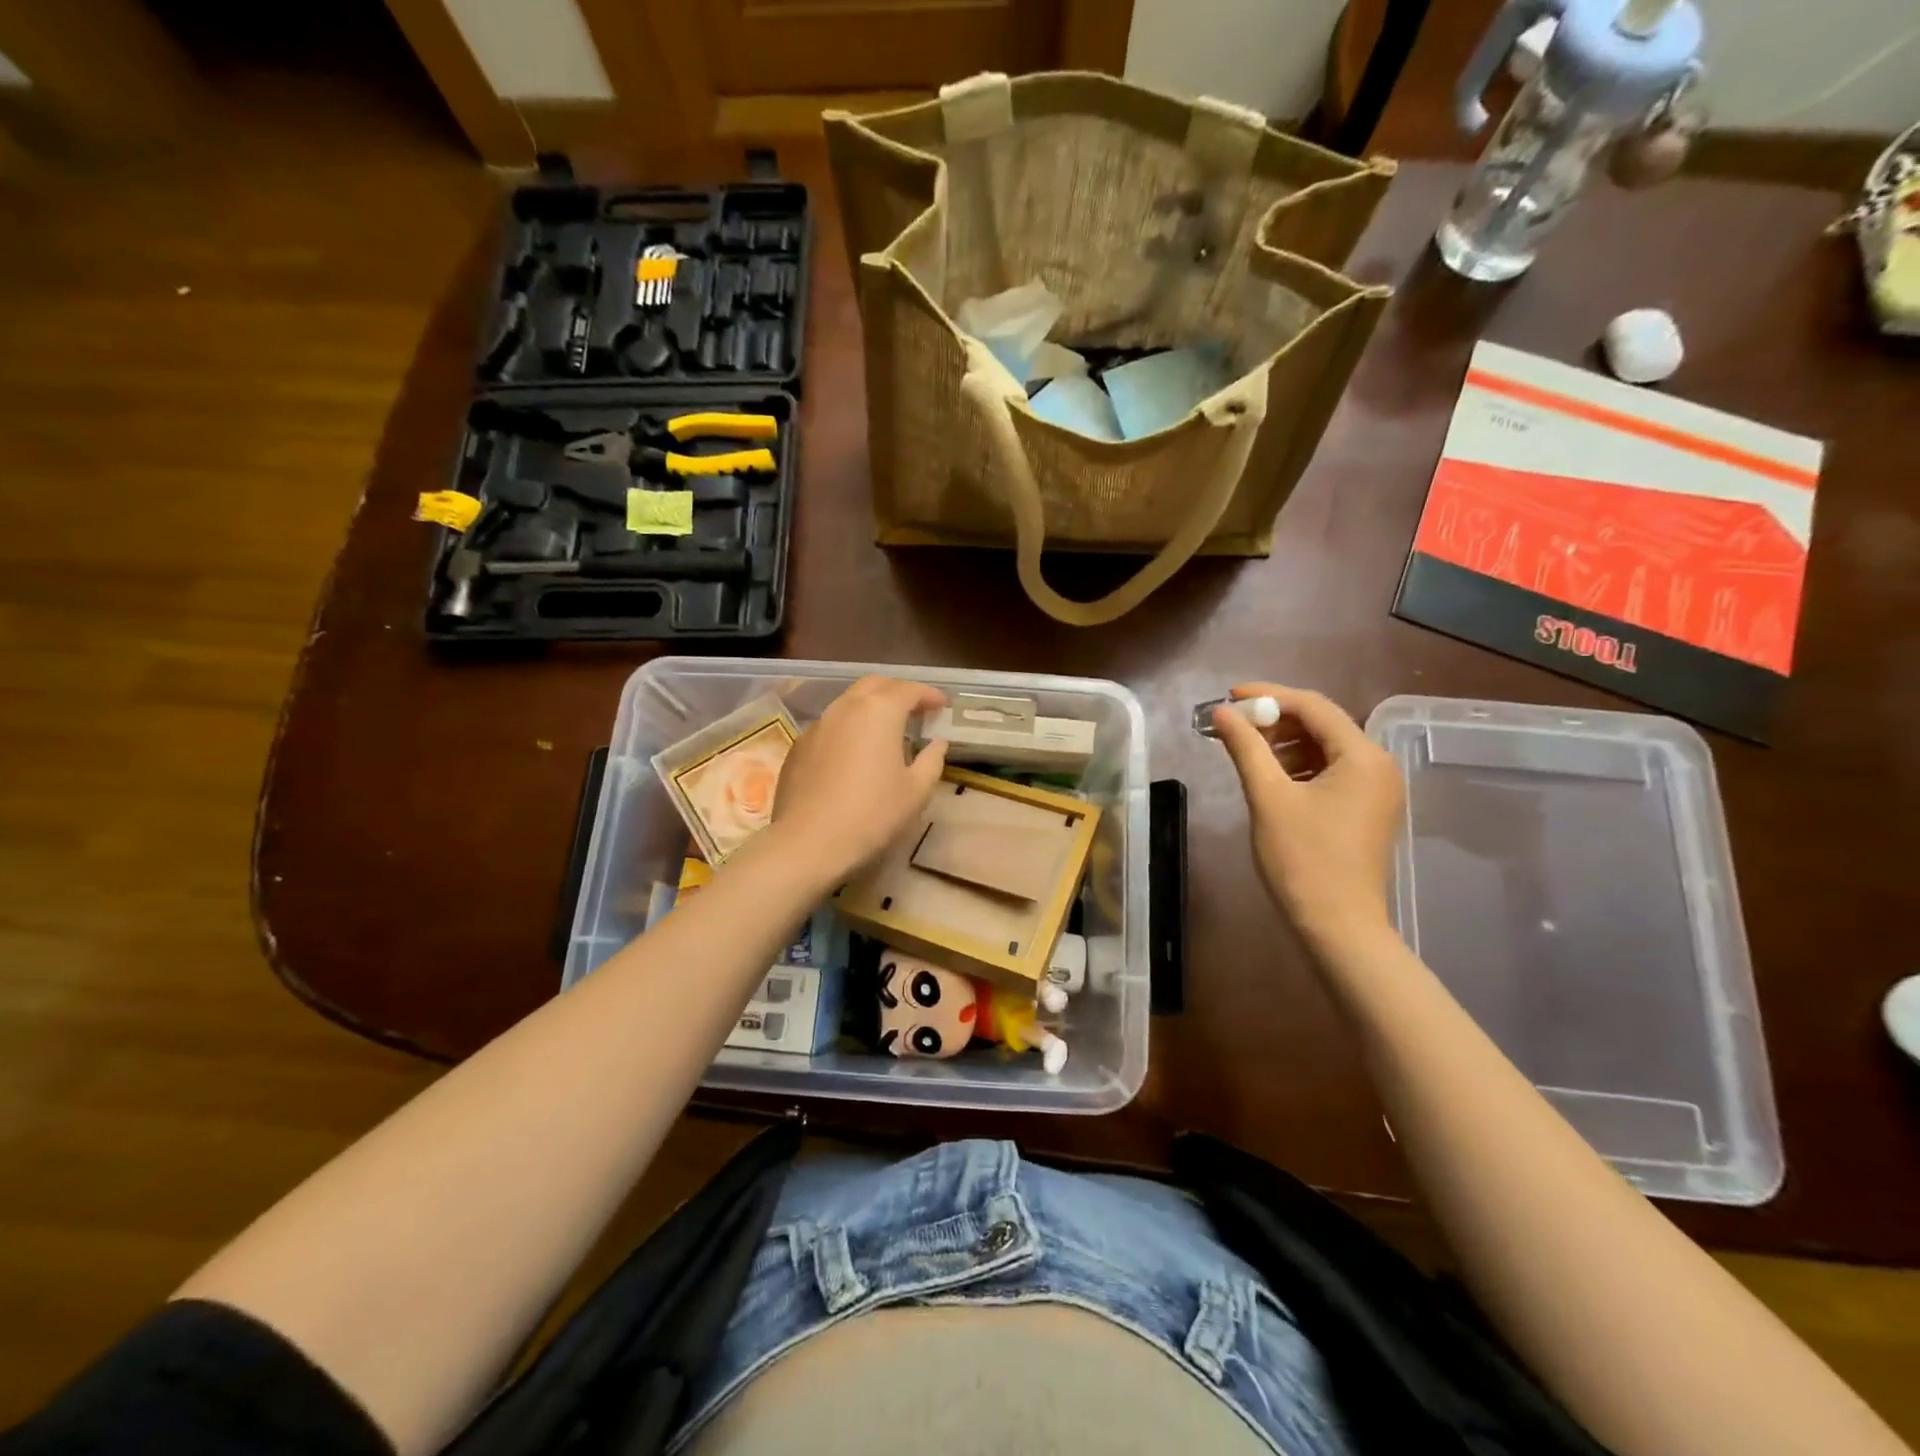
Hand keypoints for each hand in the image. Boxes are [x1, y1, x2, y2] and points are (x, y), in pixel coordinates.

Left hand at [767, 676, 947, 883]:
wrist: (808, 842)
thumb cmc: (872, 815)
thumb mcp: (916, 791)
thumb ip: (932, 760)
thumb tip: (937, 743)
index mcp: (879, 711)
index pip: (909, 689)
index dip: (929, 695)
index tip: (943, 705)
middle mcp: (846, 707)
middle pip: (876, 685)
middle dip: (898, 692)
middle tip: (915, 711)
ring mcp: (818, 724)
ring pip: (849, 702)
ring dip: (871, 707)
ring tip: (886, 730)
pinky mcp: (799, 745)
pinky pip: (831, 725)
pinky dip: (849, 728)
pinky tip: (855, 753)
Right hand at [1212, 683, 1402, 948]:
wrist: (1337, 925)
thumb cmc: (1302, 859)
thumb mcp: (1268, 797)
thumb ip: (1245, 747)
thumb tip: (1221, 712)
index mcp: (1362, 756)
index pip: (1313, 707)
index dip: (1269, 695)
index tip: (1229, 695)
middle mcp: (1378, 765)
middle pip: (1322, 724)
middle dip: (1275, 720)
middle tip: (1233, 725)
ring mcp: (1376, 789)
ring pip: (1325, 748)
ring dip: (1284, 743)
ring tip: (1245, 750)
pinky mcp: (1367, 809)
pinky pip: (1331, 771)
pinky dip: (1299, 766)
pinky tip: (1270, 775)